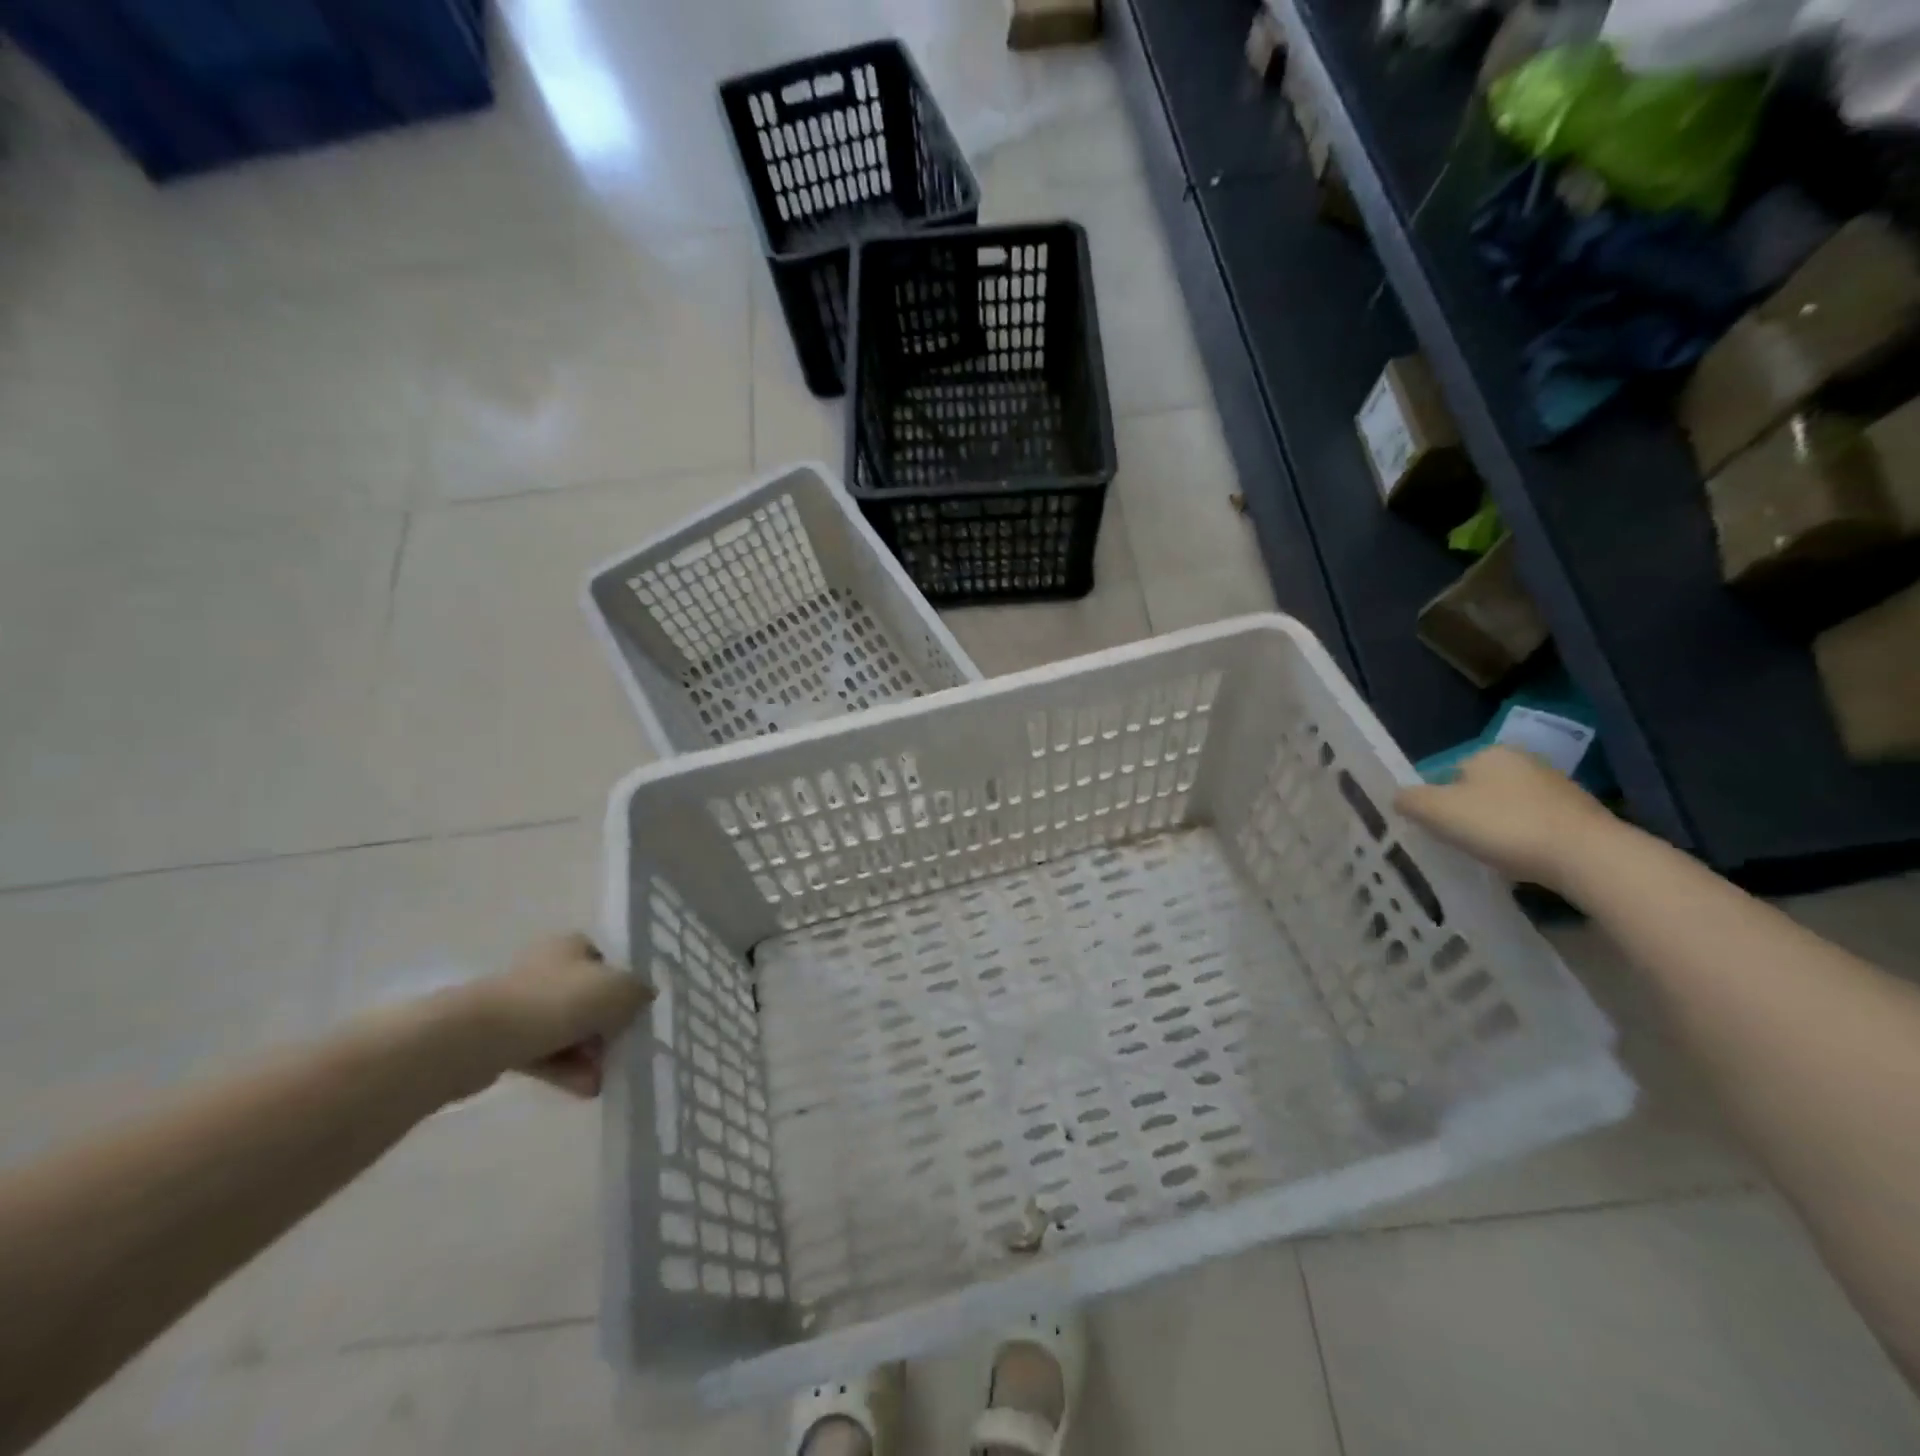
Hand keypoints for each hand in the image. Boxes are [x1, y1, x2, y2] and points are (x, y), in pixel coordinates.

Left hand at [459, 934, 653, 1097]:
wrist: (477, 1038)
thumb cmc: (556, 1003)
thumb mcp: (619, 991)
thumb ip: (638, 993)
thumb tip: (641, 999)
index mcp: (572, 946)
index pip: (607, 962)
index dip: (624, 988)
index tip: (632, 1016)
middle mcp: (546, 968)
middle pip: (588, 999)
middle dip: (606, 1030)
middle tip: (618, 1053)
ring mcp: (520, 1004)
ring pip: (566, 1029)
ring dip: (587, 1055)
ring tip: (600, 1082)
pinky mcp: (500, 1039)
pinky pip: (542, 1052)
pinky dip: (564, 1069)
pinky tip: (582, 1089)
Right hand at [1395, 745, 1615, 889]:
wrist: (1587, 856)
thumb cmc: (1503, 825)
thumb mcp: (1437, 812)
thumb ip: (1410, 801)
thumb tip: (1400, 798)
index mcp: (1488, 752)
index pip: (1446, 773)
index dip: (1435, 801)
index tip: (1435, 828)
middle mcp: (1523, 760)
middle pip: (1476, 789)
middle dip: (1466, 813)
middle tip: (1457, 843)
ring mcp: (1556, 786)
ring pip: (1507, 807)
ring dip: (1495, 828)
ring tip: (1489, 855)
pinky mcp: (1579, 815)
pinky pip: (1534, 825)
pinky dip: (1523, 839)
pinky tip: (1520, 859)